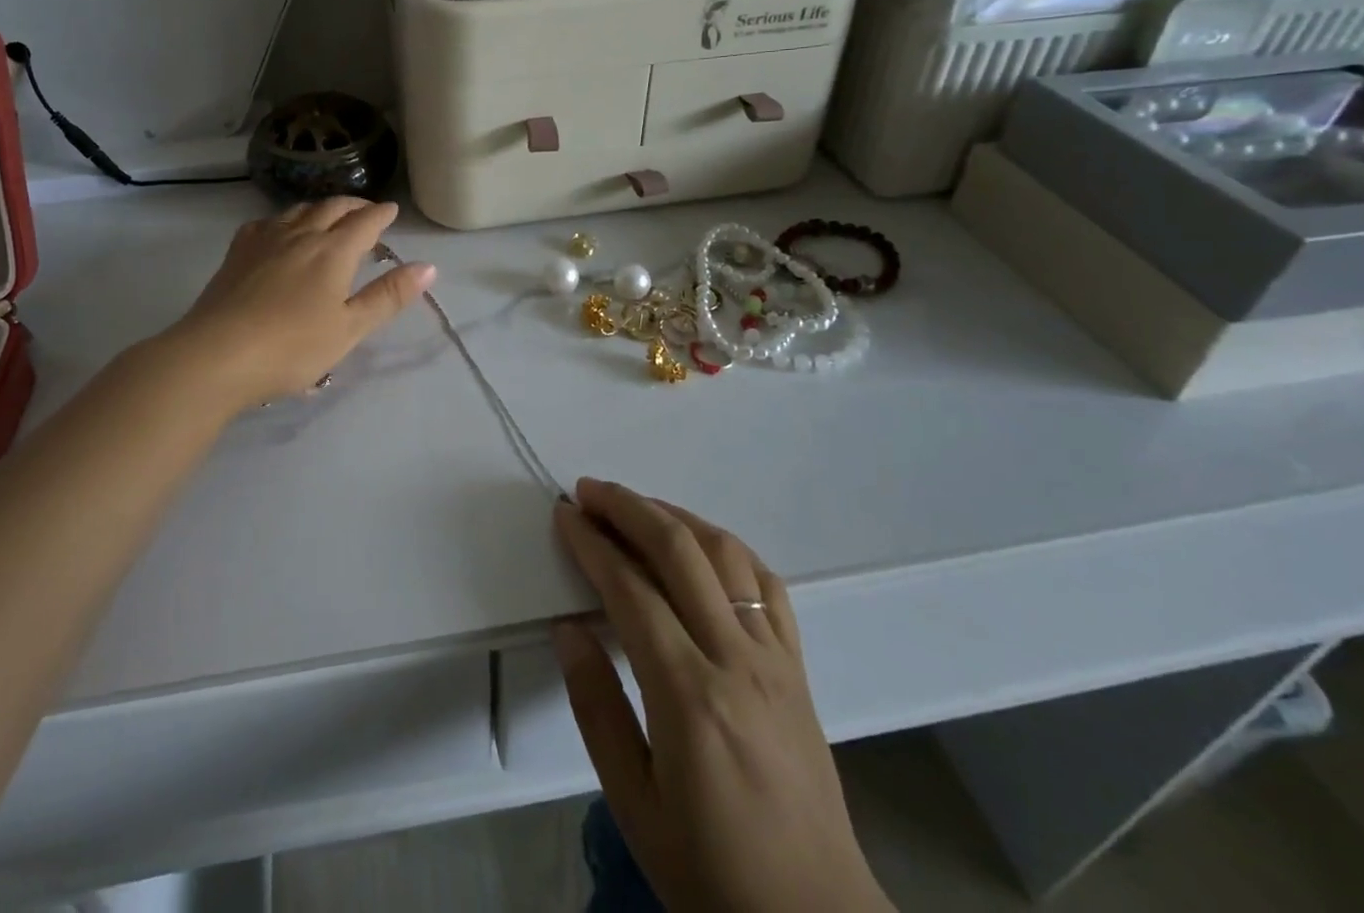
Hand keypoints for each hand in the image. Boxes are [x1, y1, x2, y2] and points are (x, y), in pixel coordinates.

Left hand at [168, 198, 433, 408]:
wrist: (216, 355)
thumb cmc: (292, 347)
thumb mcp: (349, 329)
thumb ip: (387, 296)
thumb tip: (428, 266)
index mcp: (333, 251)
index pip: (364, 222)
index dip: (381, 214)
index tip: (392, 210)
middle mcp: (300, 235)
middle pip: (332, 208)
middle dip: (354, 205)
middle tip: (366, 211)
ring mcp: (265, 240)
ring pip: (298, 210)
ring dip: (320, 208)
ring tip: (329, 216)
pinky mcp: (237, 253)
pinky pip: (266, 223)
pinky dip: (284, 220)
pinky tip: (279, 231)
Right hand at [553, 479, 890, 912]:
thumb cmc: (711, 872)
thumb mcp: (634, 805)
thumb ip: (596, 708)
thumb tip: (568, 627)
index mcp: (689, 696)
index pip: (630, 589)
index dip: (592, 543)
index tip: (564, 514)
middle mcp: (736, 660)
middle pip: (679, 550)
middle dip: (628, 507)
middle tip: (590, 491)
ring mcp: (775, 657)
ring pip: (725, 553)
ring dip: (675, 515)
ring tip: (636, 506)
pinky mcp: (799, 666)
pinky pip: (767, 583)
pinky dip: (727, 547)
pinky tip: (702, 545)